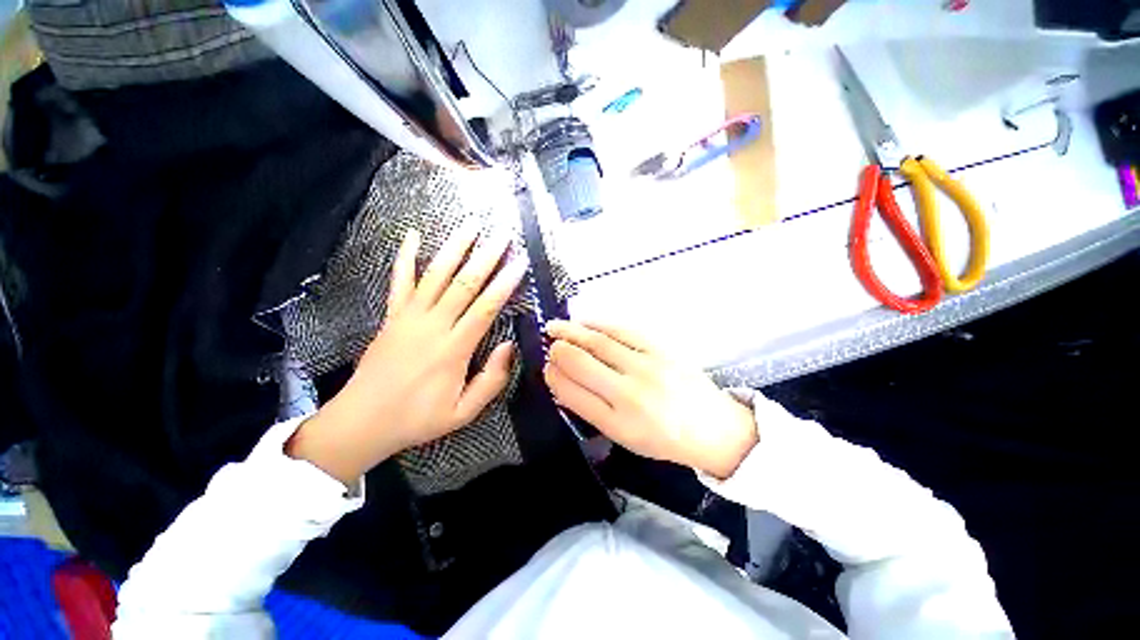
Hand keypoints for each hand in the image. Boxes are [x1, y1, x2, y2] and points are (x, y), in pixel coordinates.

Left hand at [287, 223, 527, 484]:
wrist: (362, 421)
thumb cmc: (417, 419)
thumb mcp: (463, 412)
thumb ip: (491, 381)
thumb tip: (509, 346)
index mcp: (453, 350)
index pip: (485, 308)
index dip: (505, 284)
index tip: (520, 263)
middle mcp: (433, 326)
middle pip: (464, 284)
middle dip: (486, 257)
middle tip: (502, 235)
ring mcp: (409, 317)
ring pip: (436, 275)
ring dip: (455, 248)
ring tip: (470, 226)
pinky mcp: (392, 316)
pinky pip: (399, 281)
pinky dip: (405, 256)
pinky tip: (413, 234)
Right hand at [543, 321, 757, 479]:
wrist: (712, 428)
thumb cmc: (663, 439)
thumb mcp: (623, 437)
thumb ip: (591, 410)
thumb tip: (562, 381)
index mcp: (618, 424)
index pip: (572, 393)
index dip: (553, 377)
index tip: (546, 368)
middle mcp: (629, 393)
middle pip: (581, 362)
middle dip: (557, 350)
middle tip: (548, 344)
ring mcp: (647, 367)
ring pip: (598, 342)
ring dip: (571, 331)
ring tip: (555, 327)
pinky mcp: (660, 349)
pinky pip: (622, 330)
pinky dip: (597, 323)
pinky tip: (584, 322)